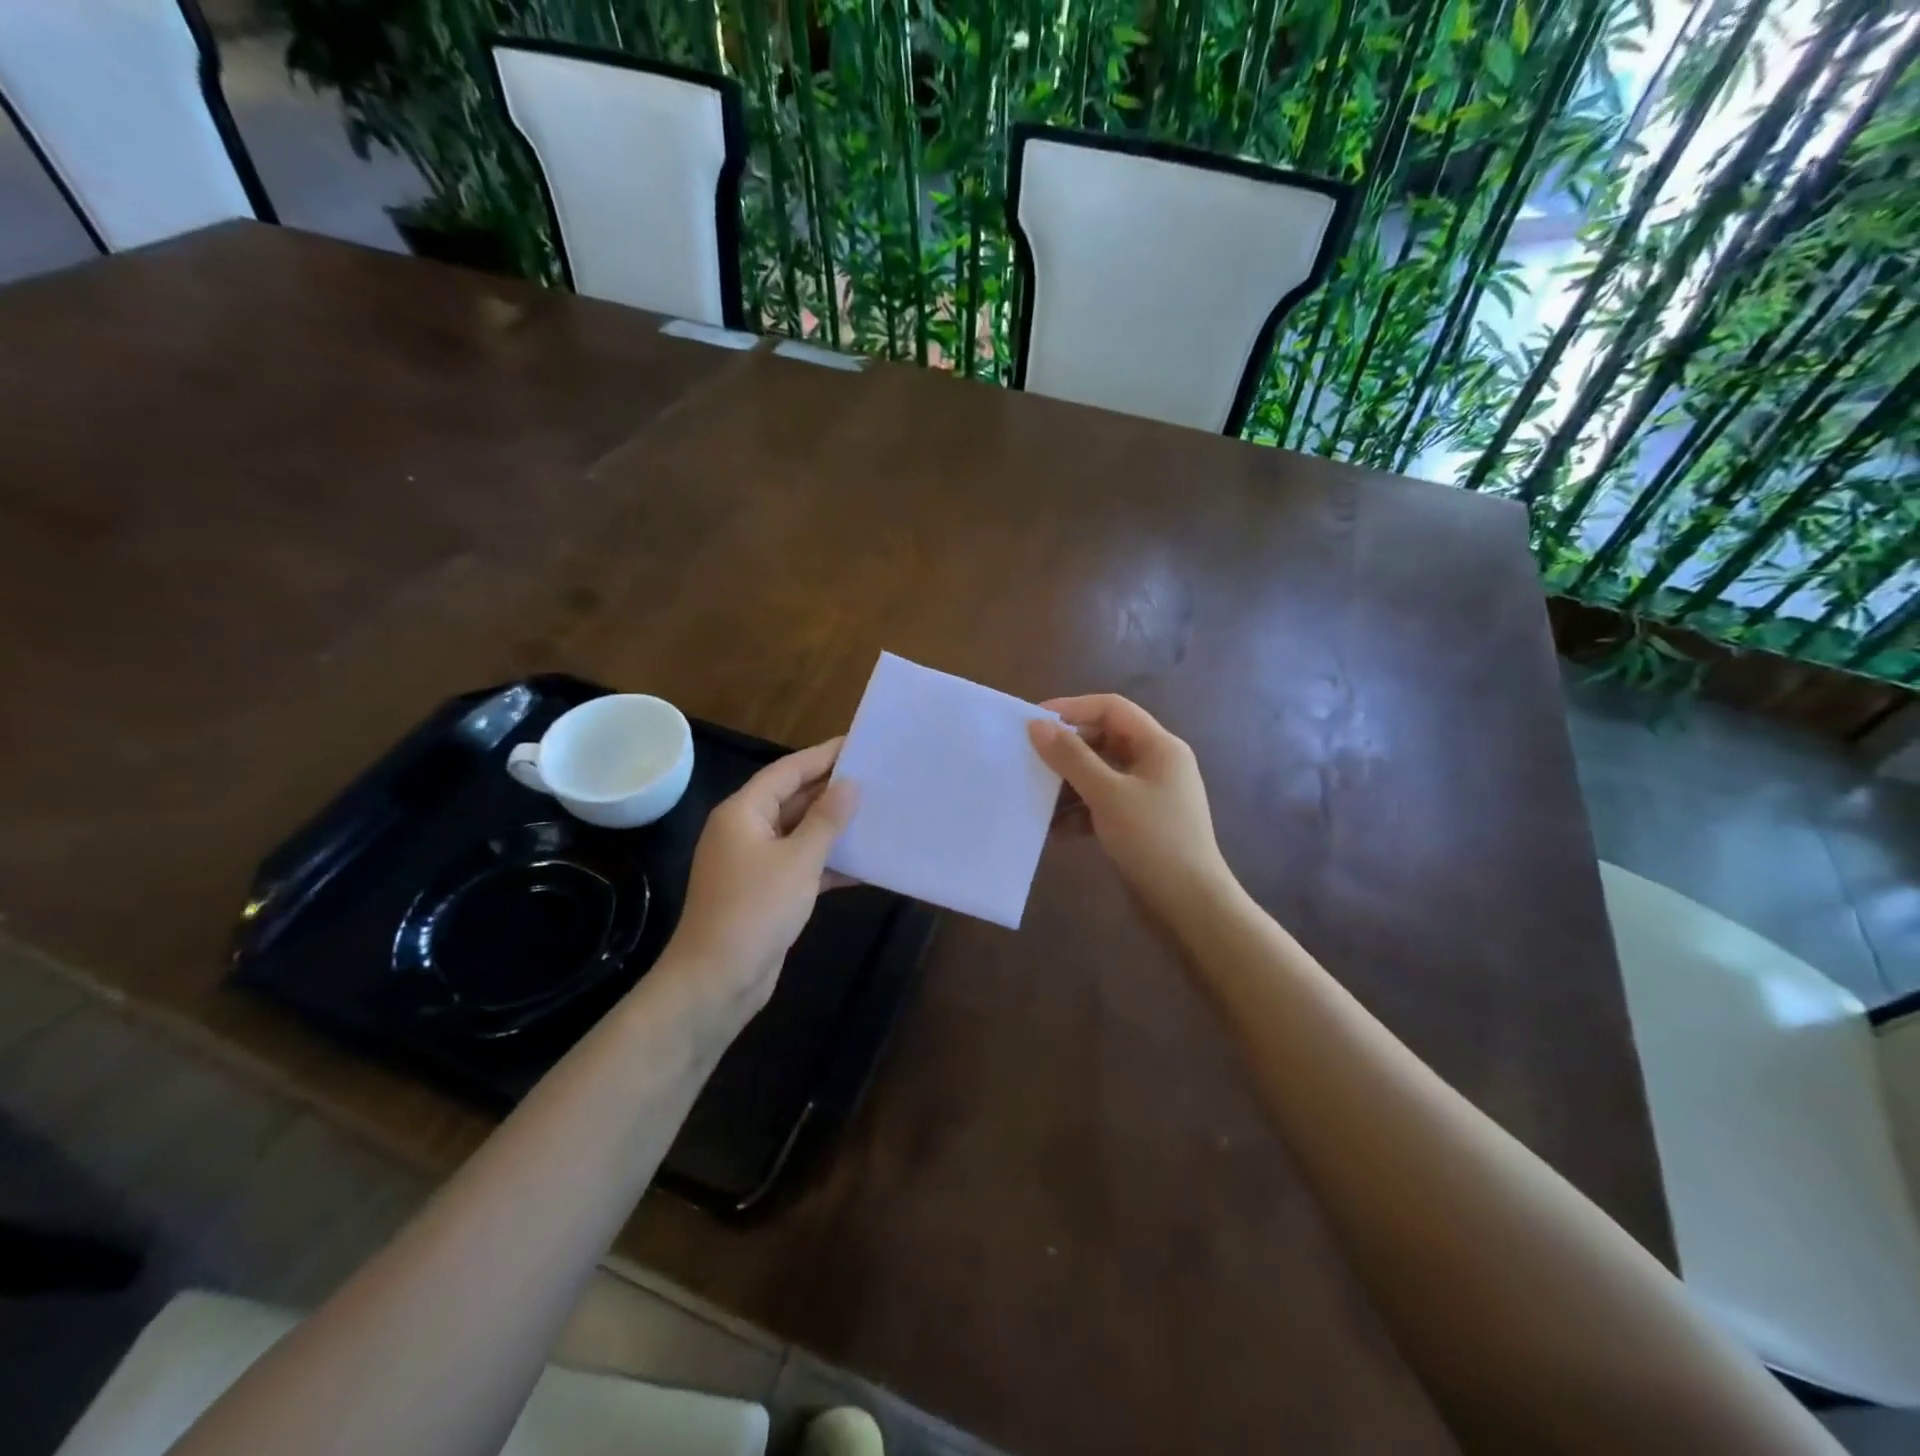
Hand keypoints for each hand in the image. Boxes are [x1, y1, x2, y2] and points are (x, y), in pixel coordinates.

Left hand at [664, 738, 857, 1021]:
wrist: (717, 980)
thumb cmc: (755, 909)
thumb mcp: (798, 860)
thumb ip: (826, 819)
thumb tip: (849, 784)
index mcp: (744, 812)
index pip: (787, 771)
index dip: (822, 756)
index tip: (858, 743)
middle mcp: (745, 830)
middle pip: (793, 799)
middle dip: (832, 790)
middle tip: (876, 777)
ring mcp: (754, 863)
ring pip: (799, 833)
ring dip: (833, 827)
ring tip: (877, 812)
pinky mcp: (766, 892)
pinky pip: (801, 865)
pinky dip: (828, 862)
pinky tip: (864, 863)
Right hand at [1028, 695, 1233, 928]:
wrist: (1190, 905)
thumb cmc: (1153, 840)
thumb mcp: (1108, 794)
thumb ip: (1072, 757)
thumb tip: (1037, 725)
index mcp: (1159, 746)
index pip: (1112, 708)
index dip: (1073, 708)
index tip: (1035, 721)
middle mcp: (1156, 763)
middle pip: (1105, 740)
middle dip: (1067, 749)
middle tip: (1029, 758)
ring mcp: (1149, 794)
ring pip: (1101, 774)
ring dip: (1068, 783)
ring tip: (1034, 795)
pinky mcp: (1139, 822)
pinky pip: (1103, 804)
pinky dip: (1079, 811)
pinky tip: (1052, 829)